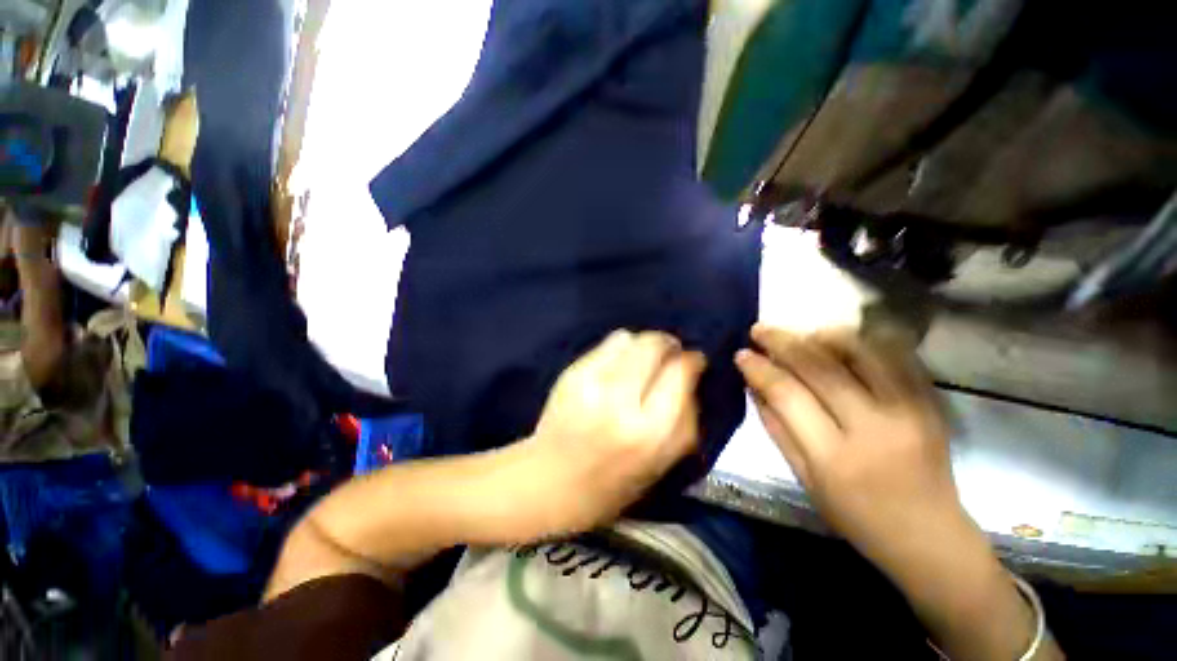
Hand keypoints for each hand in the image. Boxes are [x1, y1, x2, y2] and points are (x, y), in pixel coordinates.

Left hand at [524, 330, 705, 534]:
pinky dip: (620, 348)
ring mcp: (591, 382)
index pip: (680, 373)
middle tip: (670, 353)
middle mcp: (621, 400)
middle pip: (654, 345)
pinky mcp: (571, 374)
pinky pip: (607, 344)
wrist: (548, 482)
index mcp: (650, 431)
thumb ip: (685, 420)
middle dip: (668, 344)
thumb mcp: (661, 465)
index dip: (692, 360)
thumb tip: (691, 378)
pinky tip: (618, 364)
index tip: (694, 361)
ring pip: (630, 338)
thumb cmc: (612, 485)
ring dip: (643, 344)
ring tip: (642, 360)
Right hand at [735, 324, 961, 565]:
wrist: (929, 535)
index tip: (741, 354)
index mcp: (833, 456)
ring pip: (860, 353)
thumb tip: (755, 386)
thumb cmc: (855, 514)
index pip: (787, 395)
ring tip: (799, 333)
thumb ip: (776, 428)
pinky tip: (840, 339)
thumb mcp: (803, 478)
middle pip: (820, 368)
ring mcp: (908, 411)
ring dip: (822, 336)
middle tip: (759, 329)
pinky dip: (863, 341)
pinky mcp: (930, 403)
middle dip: (782, 342)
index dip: (760, 369)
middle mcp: (873, 428)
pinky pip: (895, 356)